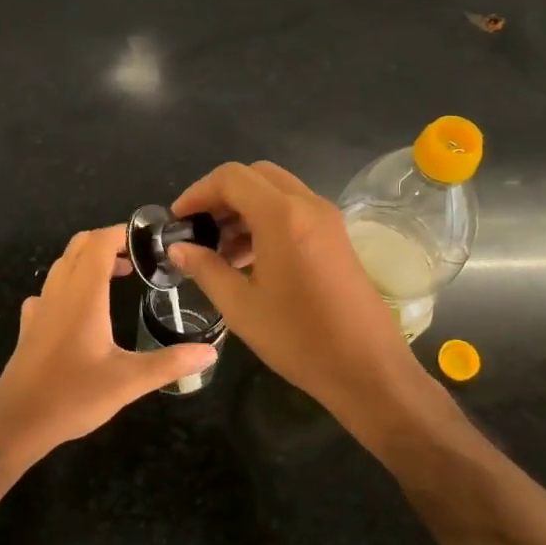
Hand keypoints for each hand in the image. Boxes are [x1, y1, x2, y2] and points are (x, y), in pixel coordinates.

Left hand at [0, 225, 216, 465]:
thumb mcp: (128, 382)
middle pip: (80, 246)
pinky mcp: (30, 327)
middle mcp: (59, 292)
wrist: (16, 424)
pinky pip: (50, 290)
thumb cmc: (73, 396)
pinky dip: (69, 284)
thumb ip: (170, 363)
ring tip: (117, 278)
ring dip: (89, 261)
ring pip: (63, 265)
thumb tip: (209, 352)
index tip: (151, 240)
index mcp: (83, 295)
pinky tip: (81, 309)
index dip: (124, 232)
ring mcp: (40, 308)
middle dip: (109, 243)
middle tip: (139, 259)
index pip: (100, 242)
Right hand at [169, 162, 436, 427]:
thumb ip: (205, 268)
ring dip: (244, 208)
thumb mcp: (240, 306)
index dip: (198, 192)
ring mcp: (327, 219)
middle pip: (255, 176)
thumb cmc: (299, 339)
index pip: (231, 178)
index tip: (178, 220)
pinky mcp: (336, 236)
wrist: (368, 368)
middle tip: (199, 229)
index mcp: (282, 216)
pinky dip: (266, 219)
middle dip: (221, 195)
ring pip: (276, 191)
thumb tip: (177, 247)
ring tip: (220, 250)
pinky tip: (250, 259)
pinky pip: (295, 210)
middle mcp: (307, 205)